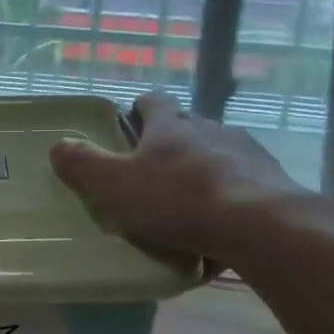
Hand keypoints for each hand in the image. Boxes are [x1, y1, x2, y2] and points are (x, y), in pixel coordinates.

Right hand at [48, 91, 333, 272]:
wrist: (262, 227)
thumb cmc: (177, 200)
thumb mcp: (114, 185)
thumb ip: (82, 164)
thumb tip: (58, 145)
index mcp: (169, 125)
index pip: (151, 102)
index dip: (137, 112)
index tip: (127, 131)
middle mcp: (209, 129)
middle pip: (185, 128)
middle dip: (169, 147)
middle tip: (151, 178)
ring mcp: (247, 153)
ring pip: (217, 156)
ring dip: (202, 174)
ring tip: (189, 209)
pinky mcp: (274, 183)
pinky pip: (244, 187)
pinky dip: (230, 201)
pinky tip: (221, 231)